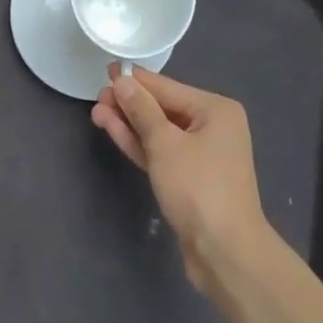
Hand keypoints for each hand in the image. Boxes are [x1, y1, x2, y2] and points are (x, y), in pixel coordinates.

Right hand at [92, 67, 270, 295]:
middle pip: (163, 108)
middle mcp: (213, 127)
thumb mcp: (165, 144)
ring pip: (159, 132)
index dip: (136, 80)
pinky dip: (140, 144)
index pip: (167, 87)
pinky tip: (114, 131)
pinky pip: (161, 152)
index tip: (108, 69)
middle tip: (98, 95)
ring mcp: (202, 155)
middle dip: (130, 104)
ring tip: (98, 111)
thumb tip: (123, 81)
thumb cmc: (198, 188)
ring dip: (130, 123)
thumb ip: (142, 110)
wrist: (225, 253)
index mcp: (216, 110)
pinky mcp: (190, 179)